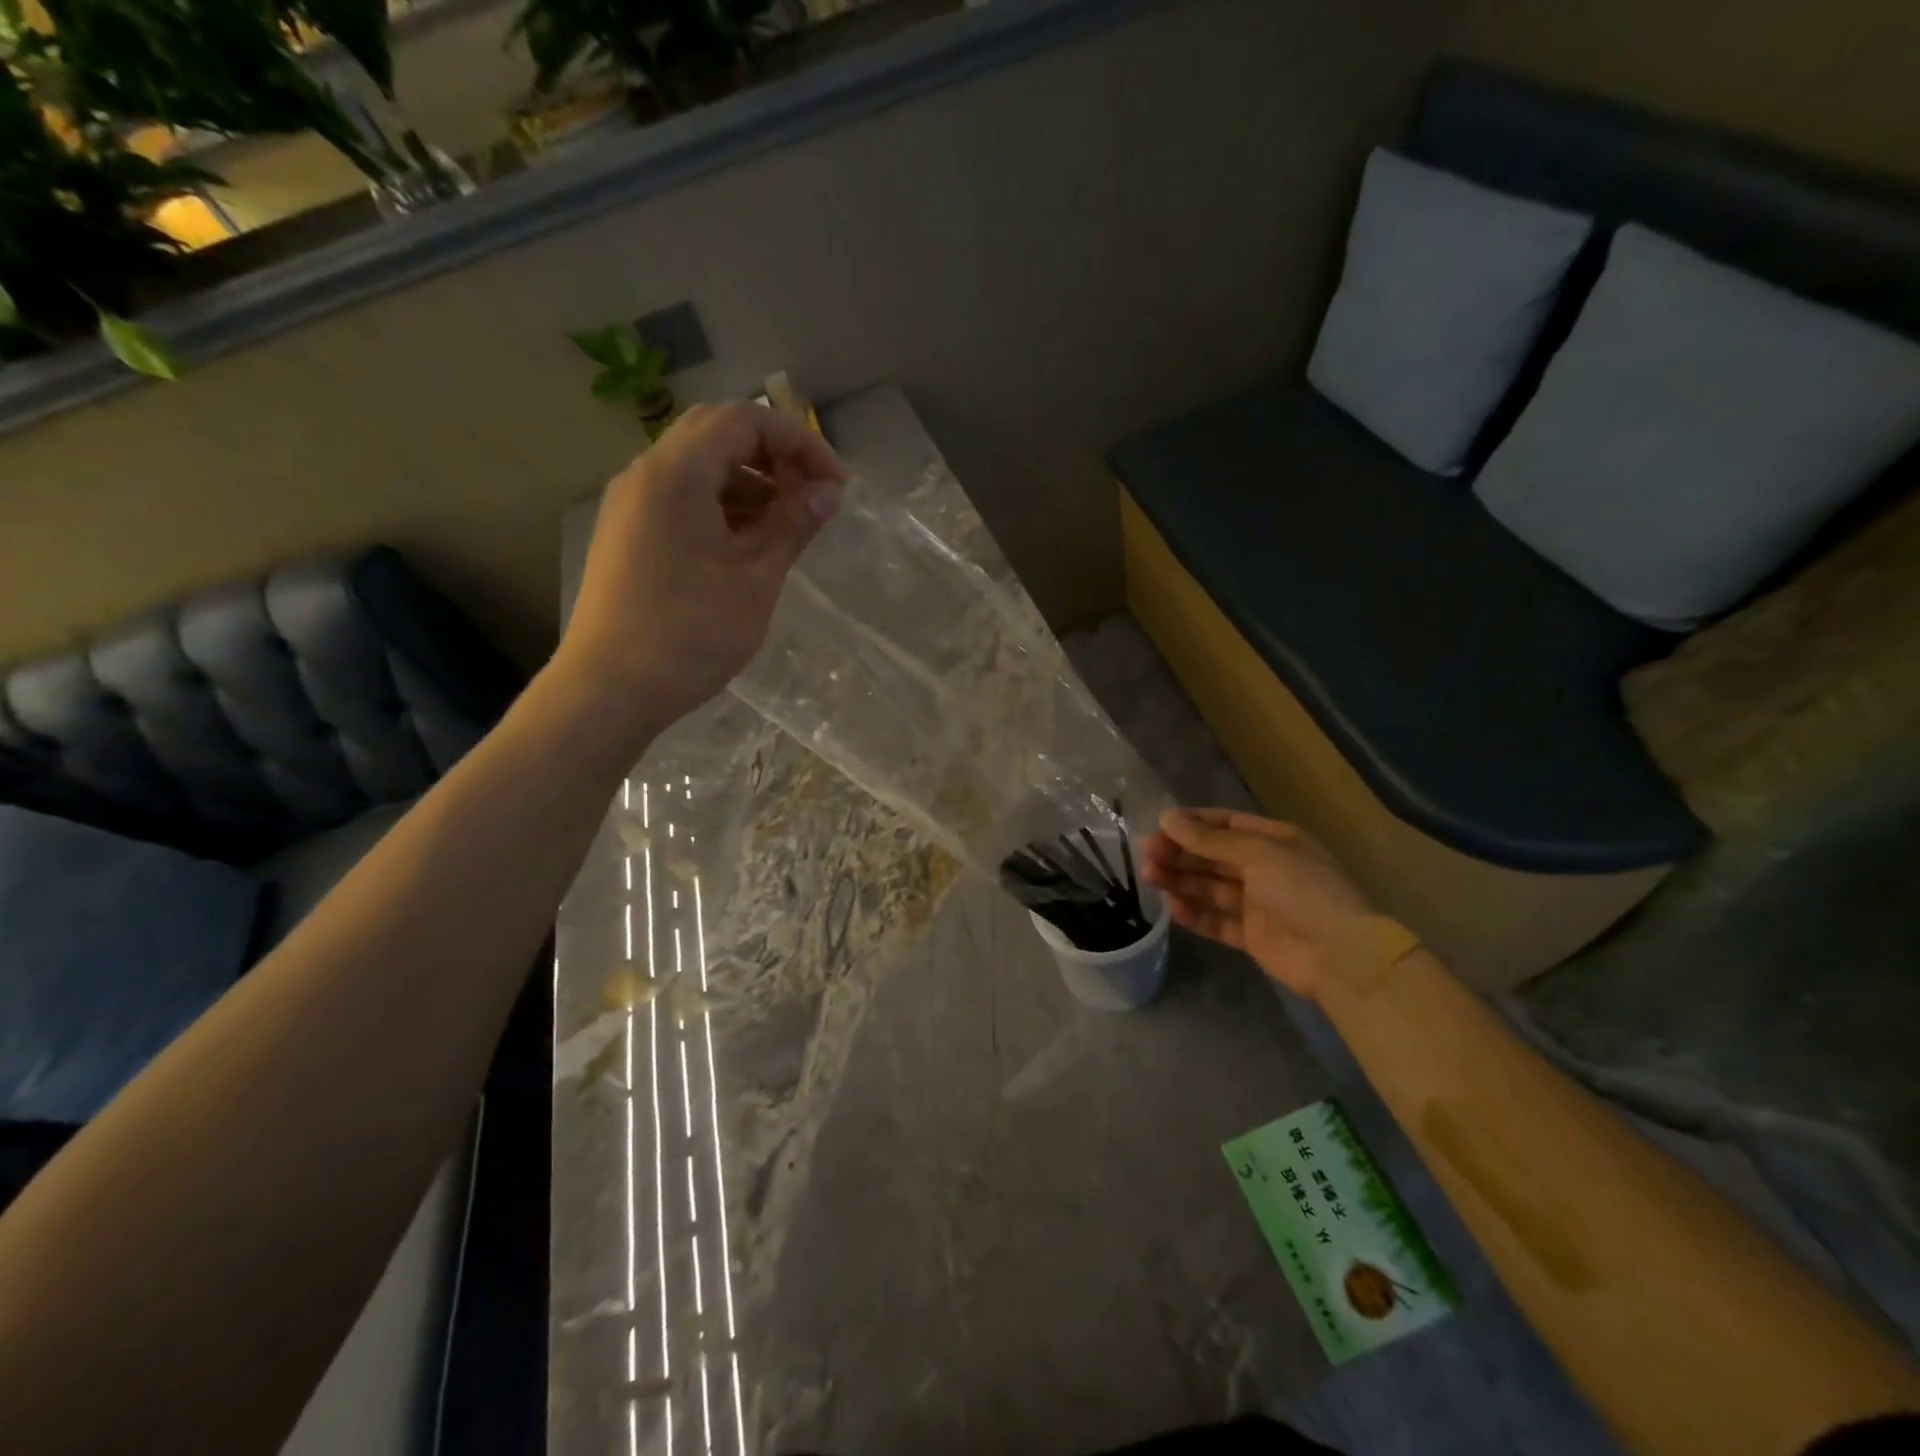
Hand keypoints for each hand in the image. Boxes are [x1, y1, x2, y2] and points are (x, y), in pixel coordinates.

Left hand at [556, 401, 846, 734]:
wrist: (610, 689)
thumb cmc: (690, 633)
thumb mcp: (755, 578)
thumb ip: (794, 525)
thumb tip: (829, 492)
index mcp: (676, 473)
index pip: (744, 420)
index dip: (799, 441)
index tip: (836, 484)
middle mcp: (646, 475)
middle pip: (718, 435)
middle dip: (774, 458)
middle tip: (812, 496)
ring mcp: (631, 505)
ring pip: (699, 469)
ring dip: (750, 484)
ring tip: (787, 526)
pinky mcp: (628, 535)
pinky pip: (681, 499)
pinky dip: (722, 507)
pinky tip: (749, 546)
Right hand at [1141, 808, 1372, 1001]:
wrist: (1340, 956)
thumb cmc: (1303, 891)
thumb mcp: (1257, 854)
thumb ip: (1210, 840)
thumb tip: (1167, 818)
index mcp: (1276, 841)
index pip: (1227, 825)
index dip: (1194, 823)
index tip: (1160, 824)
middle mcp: (1266, 869)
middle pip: (1214, 856)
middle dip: (1181, 853)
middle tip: (1147, 852)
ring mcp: (1259, 904)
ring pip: (1211, 887)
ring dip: (1181, 880)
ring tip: (1149, 876)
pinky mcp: (1252, 936)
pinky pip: (1217, 921)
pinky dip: (1195, 914)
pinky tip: (1172, 908)